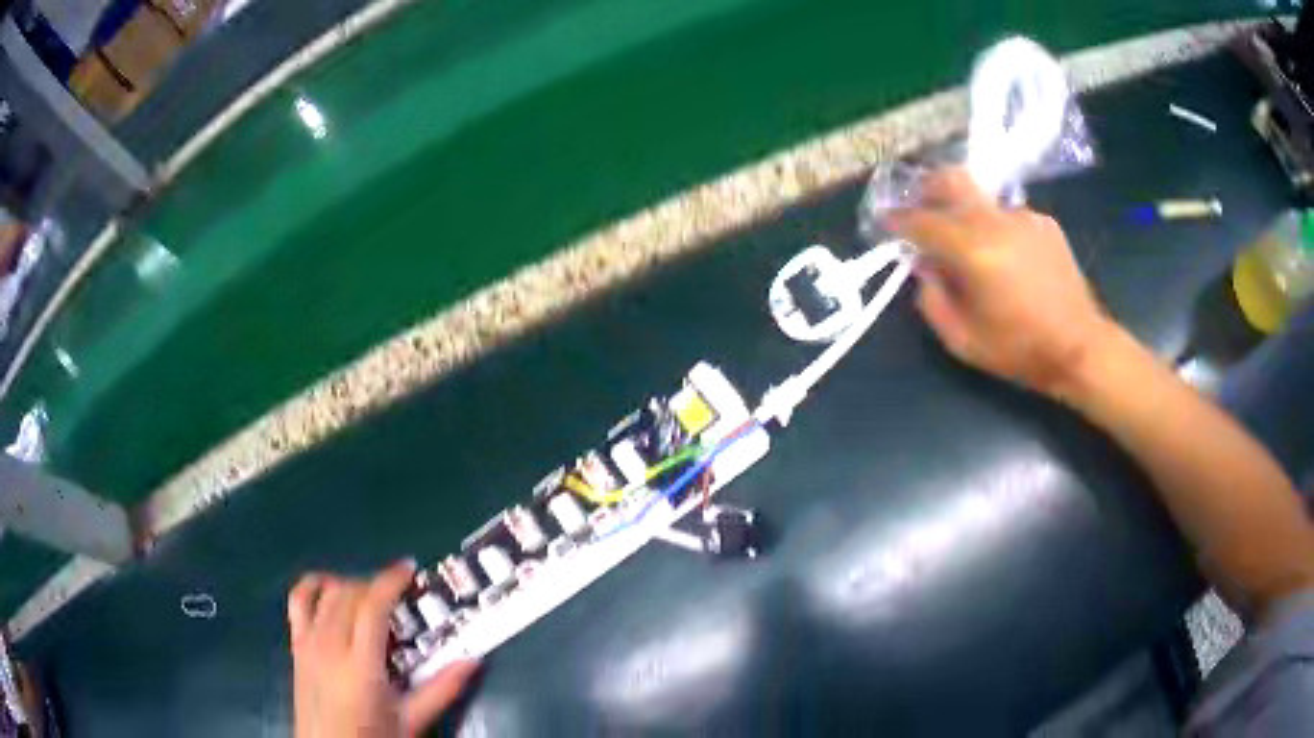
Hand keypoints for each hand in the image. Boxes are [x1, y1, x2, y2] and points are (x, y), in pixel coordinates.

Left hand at [288, 561, 478, 737]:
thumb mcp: (411, 720)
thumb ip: (441, 689)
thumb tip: (474, 659)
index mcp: (361, 666)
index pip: (372, 606)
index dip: (390, 580)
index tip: (409, 569)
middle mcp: (330, 646)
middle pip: (350, 594)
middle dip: (376, 584)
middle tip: (400, 594)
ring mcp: (308, 643)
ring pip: (327, 594)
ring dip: (350, 585)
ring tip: (371, 597)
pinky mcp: (296, 646)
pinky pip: (298, 601)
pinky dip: (314, 586)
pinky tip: (330, 589)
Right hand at [888, 168, 1114, 398]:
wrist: (1081, 347)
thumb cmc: (1020, 350)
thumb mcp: (963, 341)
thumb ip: (932, 300)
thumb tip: (922, 268)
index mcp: (974, 250)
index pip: (923, 221)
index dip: (898, 220)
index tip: (884, 223)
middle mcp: (998, 221)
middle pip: (952, 180)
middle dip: (928, 189)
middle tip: (920, 209)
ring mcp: (1025, 217)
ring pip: (982, 201)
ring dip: (967, 216)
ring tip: (972, 249)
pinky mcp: (1045, 223)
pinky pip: (1008, 216)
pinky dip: (997, 229)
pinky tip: (1008, 258)